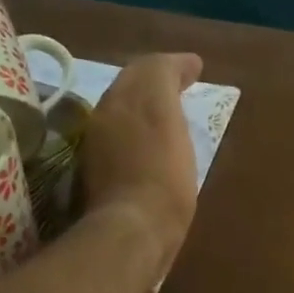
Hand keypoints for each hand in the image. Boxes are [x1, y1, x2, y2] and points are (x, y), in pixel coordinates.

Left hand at [80, 53, 202, 279]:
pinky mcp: (97, 173)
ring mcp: (97, 144)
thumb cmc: (164, 177)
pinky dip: (139, 129)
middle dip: (155, 80)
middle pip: (130, 86)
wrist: (135, 228)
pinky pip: (120, 136)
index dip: (174, 65)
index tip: (196, 67)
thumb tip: (181, 63)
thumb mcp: (169, 119)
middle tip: (181, 84)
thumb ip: (167, 81)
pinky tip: (152, 143)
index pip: (149, 67)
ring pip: (122, 110)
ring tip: (169, 112)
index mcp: (125, 98)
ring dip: (145, 104)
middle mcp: (105, 113)